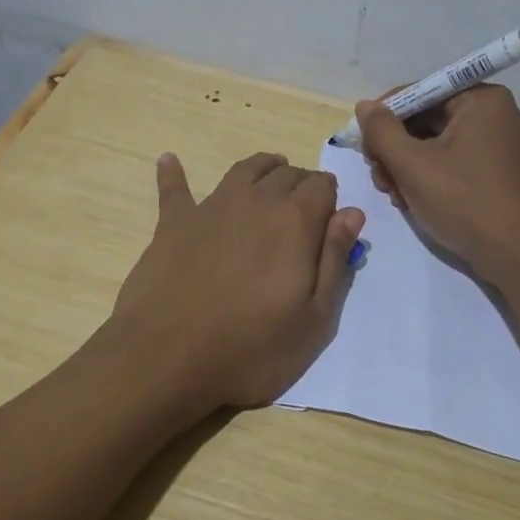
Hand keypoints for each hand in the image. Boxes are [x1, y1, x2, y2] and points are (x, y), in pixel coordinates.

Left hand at [111, 151, 365, 413]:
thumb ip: (335, 260)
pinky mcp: (173, 223)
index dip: (330, 200)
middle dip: (300, 185)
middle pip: (286, 174)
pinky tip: (169, 160)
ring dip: (262, 169)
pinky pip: (175, 189)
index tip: (328, 225)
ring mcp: (211, 207)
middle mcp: (255, 201)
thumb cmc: (252, 348)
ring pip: (244, 170)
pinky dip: (173, 172)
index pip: (323, 185)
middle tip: (302, 211)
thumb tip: (352, 213)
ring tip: (269, 173)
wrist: (167, 358)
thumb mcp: (314, 319)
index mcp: (294, 221)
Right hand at [356, 86, 519, 288]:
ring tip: (392, 193)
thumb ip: (382, 130)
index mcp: (481, 100)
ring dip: (404, 166)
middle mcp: (491, 114)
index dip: (384, 117)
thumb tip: (365, 105)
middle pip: (424, 119)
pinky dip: (426, 176)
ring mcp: (494, 144)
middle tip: (377, 176)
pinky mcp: (492, 171)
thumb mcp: (412, 164)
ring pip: (433, 143)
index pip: (418, 93)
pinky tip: (410, 200)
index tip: (363, 146)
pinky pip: (449, 161)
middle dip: (394, 148)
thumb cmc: (464, 202)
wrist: (517, 257)